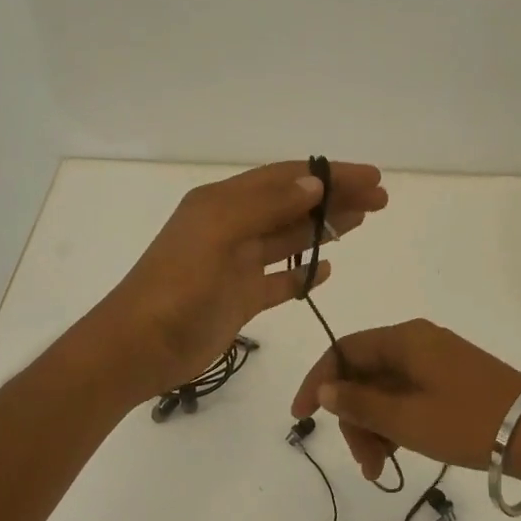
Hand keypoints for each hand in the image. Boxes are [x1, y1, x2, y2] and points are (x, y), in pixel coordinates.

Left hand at [83, 161, 388, 401]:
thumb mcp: (219, 233)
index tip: (372, 178)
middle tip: (380, 200)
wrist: (140, 346)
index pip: (286, 178)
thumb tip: (314, 183)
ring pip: (289, 239)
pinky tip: (327, 269)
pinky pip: (279, 281)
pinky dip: (303, 274)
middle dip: (336, 199)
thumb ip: (266, 206)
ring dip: (324, 229)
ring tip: (363, 221)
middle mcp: (231, 227)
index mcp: (223, 203)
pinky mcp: (239, 298)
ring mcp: (236, 264)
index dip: (330, 174)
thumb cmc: (178, 285)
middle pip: (293, 205)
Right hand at [290, 319, 520, 483]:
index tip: (301, 417)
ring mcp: (437, 362)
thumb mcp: (406, 419)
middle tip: (363, 462)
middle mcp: (418, 342)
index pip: (344, 350)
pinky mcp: (452, 382)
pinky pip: (408, 397)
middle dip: (353, 417)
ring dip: (374, 427)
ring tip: (379, 469)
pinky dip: (396, 424)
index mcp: (404, 339)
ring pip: (385, 389)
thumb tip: (324, 389)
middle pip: (364, 374)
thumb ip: (359, 404)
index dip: (317, 380)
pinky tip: (397, 456)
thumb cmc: (468, 422)